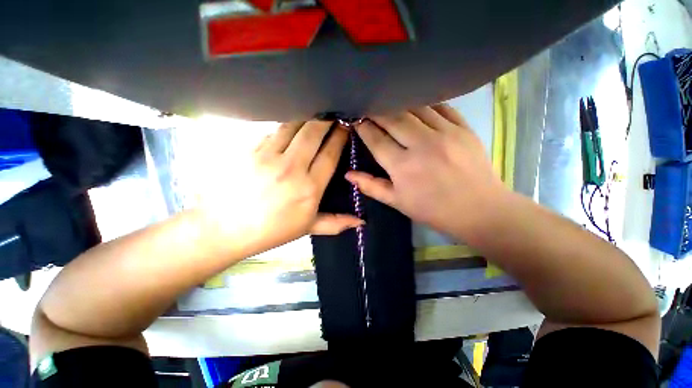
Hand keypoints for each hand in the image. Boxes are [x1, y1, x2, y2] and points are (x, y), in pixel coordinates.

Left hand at [204, 121, 362, 252]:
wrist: (226, 228)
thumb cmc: (272, 230)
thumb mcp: (307, 228)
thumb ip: (336, 222)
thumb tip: (360, 222)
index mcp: (309, 188)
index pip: (330, 154)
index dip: (339, 137)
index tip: (345, 127)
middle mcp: (292, 168)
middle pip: (313, 133)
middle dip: (326, 120)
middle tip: (333, 115)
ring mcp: (268, 156)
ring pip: (292, 126)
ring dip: (306, 118)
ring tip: (313, 117)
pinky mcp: (250, 150)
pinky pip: (272, 131)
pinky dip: (284, 127)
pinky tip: (289, 128)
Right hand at [346, 105, 504, 236]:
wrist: (479, 210)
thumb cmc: (433, 209)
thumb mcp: (397, 202)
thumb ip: (371, 186)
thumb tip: (348, 174)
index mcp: (403, 167)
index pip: (376, 139)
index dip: (363, 127)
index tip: (355, 120)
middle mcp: (421, 145)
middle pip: (392, 118)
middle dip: (376, 110)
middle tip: (368, 107)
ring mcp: (445, 133)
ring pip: (415, 107)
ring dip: (398, 103)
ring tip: (389, 103)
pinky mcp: (463, 128)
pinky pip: (440, 106)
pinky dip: (425, 103)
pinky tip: (417, 104)